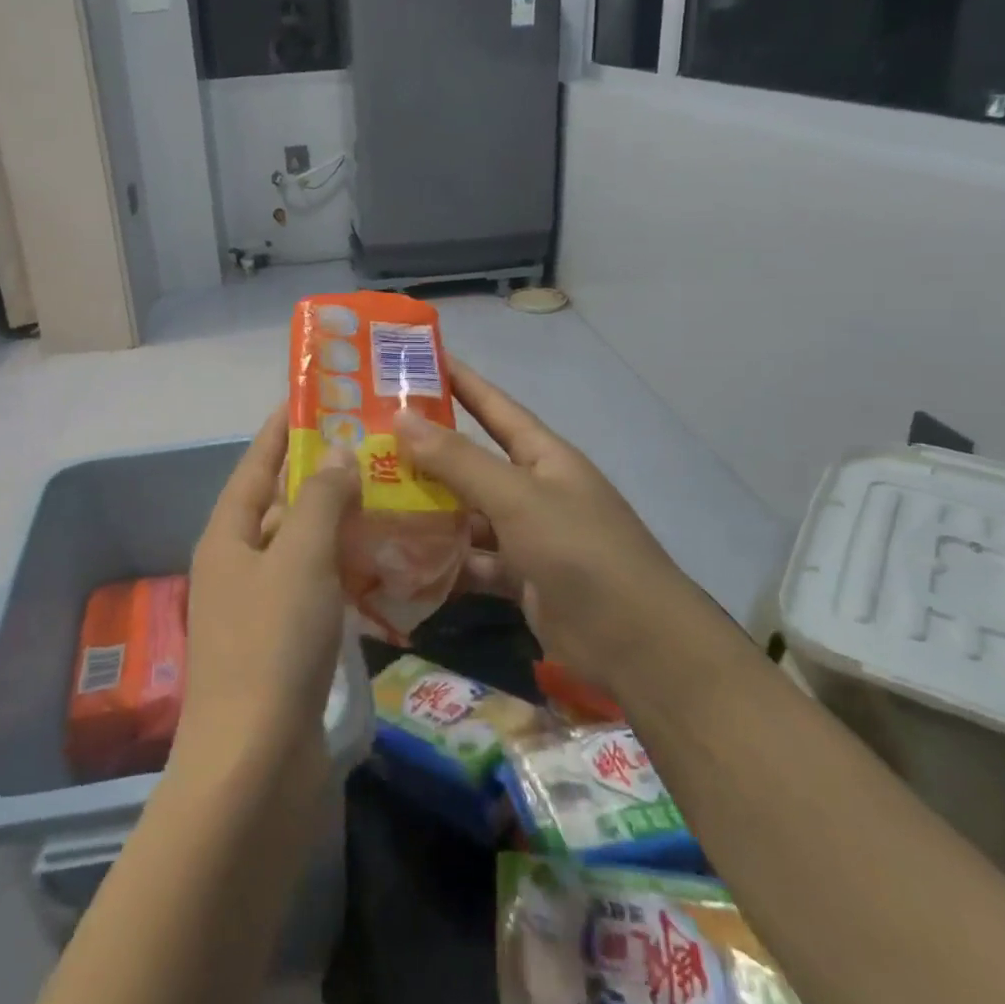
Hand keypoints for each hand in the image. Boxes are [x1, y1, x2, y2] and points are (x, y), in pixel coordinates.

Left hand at [178, 407, 359, 772]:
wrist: (256, 766)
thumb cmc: (272, 645)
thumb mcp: (299, 558)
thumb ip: (319, 499)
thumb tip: (337, 454)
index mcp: (227, 537)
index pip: (255, 465)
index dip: (280, 430)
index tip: (313, 398)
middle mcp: (237, 566)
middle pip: (280, 505)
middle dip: (320, 475)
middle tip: (371, 447)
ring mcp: (259, 609)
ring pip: (303, 548)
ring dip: (338, 523)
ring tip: (387, 493)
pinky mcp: (285, 646)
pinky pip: (316, 589)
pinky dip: (344, 570)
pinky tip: (382, 562)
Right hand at [391, 360, 693, 690]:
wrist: (635, 642)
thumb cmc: (579, 550)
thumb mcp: (516, 497)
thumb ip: (457, 460)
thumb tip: (402, 416)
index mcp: (542, 456)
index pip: (493, 406)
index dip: (458, 381)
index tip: (415, 361)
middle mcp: (533, 489)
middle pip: (471, 461)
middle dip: (426, 450)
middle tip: (369, 437)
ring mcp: (526, 535)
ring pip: (466, 513)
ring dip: (427, 508)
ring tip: (371, 497)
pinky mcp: (518, 577)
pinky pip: (472, 559)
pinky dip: (443, 560)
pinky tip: (401, 558)